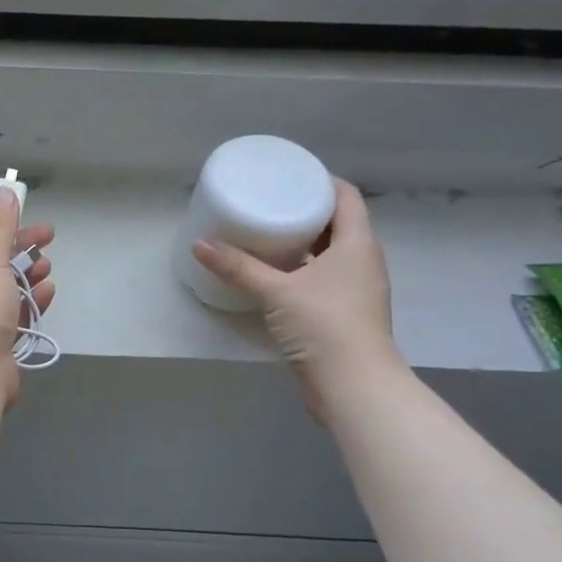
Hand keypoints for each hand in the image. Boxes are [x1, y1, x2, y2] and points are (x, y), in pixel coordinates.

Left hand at [0, 187, 54, 402]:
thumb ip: (1, 226)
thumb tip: (5, 191)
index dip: (2, 229)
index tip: (34, 226)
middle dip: (17, 256)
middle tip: (47, 247)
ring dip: (24, 280)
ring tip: (48, 271)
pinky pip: (4, 319)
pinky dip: (25, 306)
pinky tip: (46, 295)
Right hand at [191, 177, 399, 400]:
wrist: (354, 386)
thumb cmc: (324, 325)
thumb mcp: (276, 291)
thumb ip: (238, 267)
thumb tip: (199, 244)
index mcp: (357, 244)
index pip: (346, 197)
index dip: (322, 181)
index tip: (290, 174)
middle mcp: (362, 262)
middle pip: (338, 224)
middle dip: (306, 211)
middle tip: (270, 202)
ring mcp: (356, 290)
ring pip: (330, 254)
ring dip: (303, 243)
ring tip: (266, 234)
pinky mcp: (344, 315)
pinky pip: (323, 280)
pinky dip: (302, 271)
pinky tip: (273, 275)